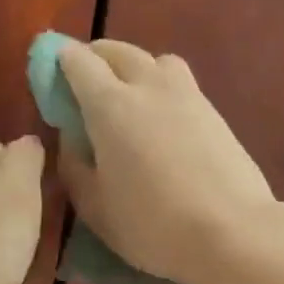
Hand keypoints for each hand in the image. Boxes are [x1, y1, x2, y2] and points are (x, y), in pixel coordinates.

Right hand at [57, 40, 275, 283]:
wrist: (232, 232)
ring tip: (129, 94)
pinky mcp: (215, 111)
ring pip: (156, 60)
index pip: (79, 62)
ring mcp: (187, 94)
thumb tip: (71, 137)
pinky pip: (180, 82)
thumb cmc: (152, 224)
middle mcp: (148, 86)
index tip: (51, 71)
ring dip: (135, 66)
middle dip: (96, 56)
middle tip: (84, 79)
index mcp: (110, 104)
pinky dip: (162, 86)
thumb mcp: (95, 206)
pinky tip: (161, 118)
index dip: (60, 60)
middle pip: (118, 51)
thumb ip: (74, 165)